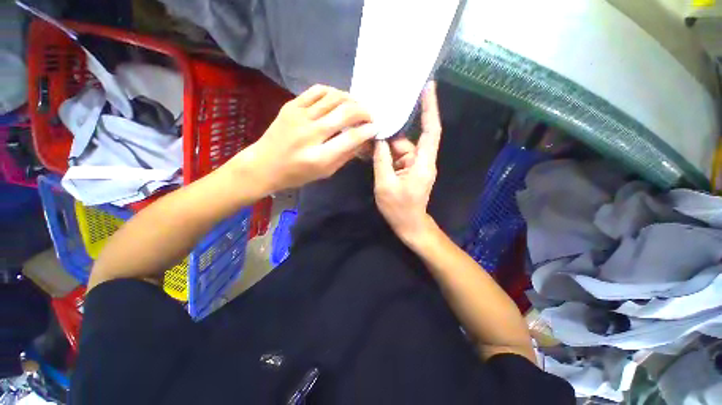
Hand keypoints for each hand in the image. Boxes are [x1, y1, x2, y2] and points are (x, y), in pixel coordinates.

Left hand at [236, 85, 376, 193]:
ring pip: (334, 98)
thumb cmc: (297, 174)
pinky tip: (339, 99)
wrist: (264, 164)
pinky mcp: (291, 106)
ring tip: (357, 107)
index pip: (350, 138)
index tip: (375, 128)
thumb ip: (345, 156)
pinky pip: (317, 91)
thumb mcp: (325, 172)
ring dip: (351, 100)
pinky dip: (333, 92)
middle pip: (345, 113)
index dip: (367, 131)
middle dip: (364, 112)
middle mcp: (310, 134)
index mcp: (319, 157)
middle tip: (370, 116)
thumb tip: (363, 140)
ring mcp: (299, 116)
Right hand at [373, 82, 441, 243]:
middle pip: (407, 140)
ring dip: (385, 146)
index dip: (430, 108)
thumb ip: (381, 160)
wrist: (409, 225)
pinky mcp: (408, 170)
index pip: (431, 130)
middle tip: (373, 122)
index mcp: (422, 163)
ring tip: (367, 140)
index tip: (428, 87)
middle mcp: (421, 161)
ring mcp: (414, 166)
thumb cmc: (399, 208)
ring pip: (400, 149)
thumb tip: (378, 139)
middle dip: (391, 133)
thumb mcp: (385, 184)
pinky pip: (397, 157)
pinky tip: (371, 152)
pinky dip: (385, 155)